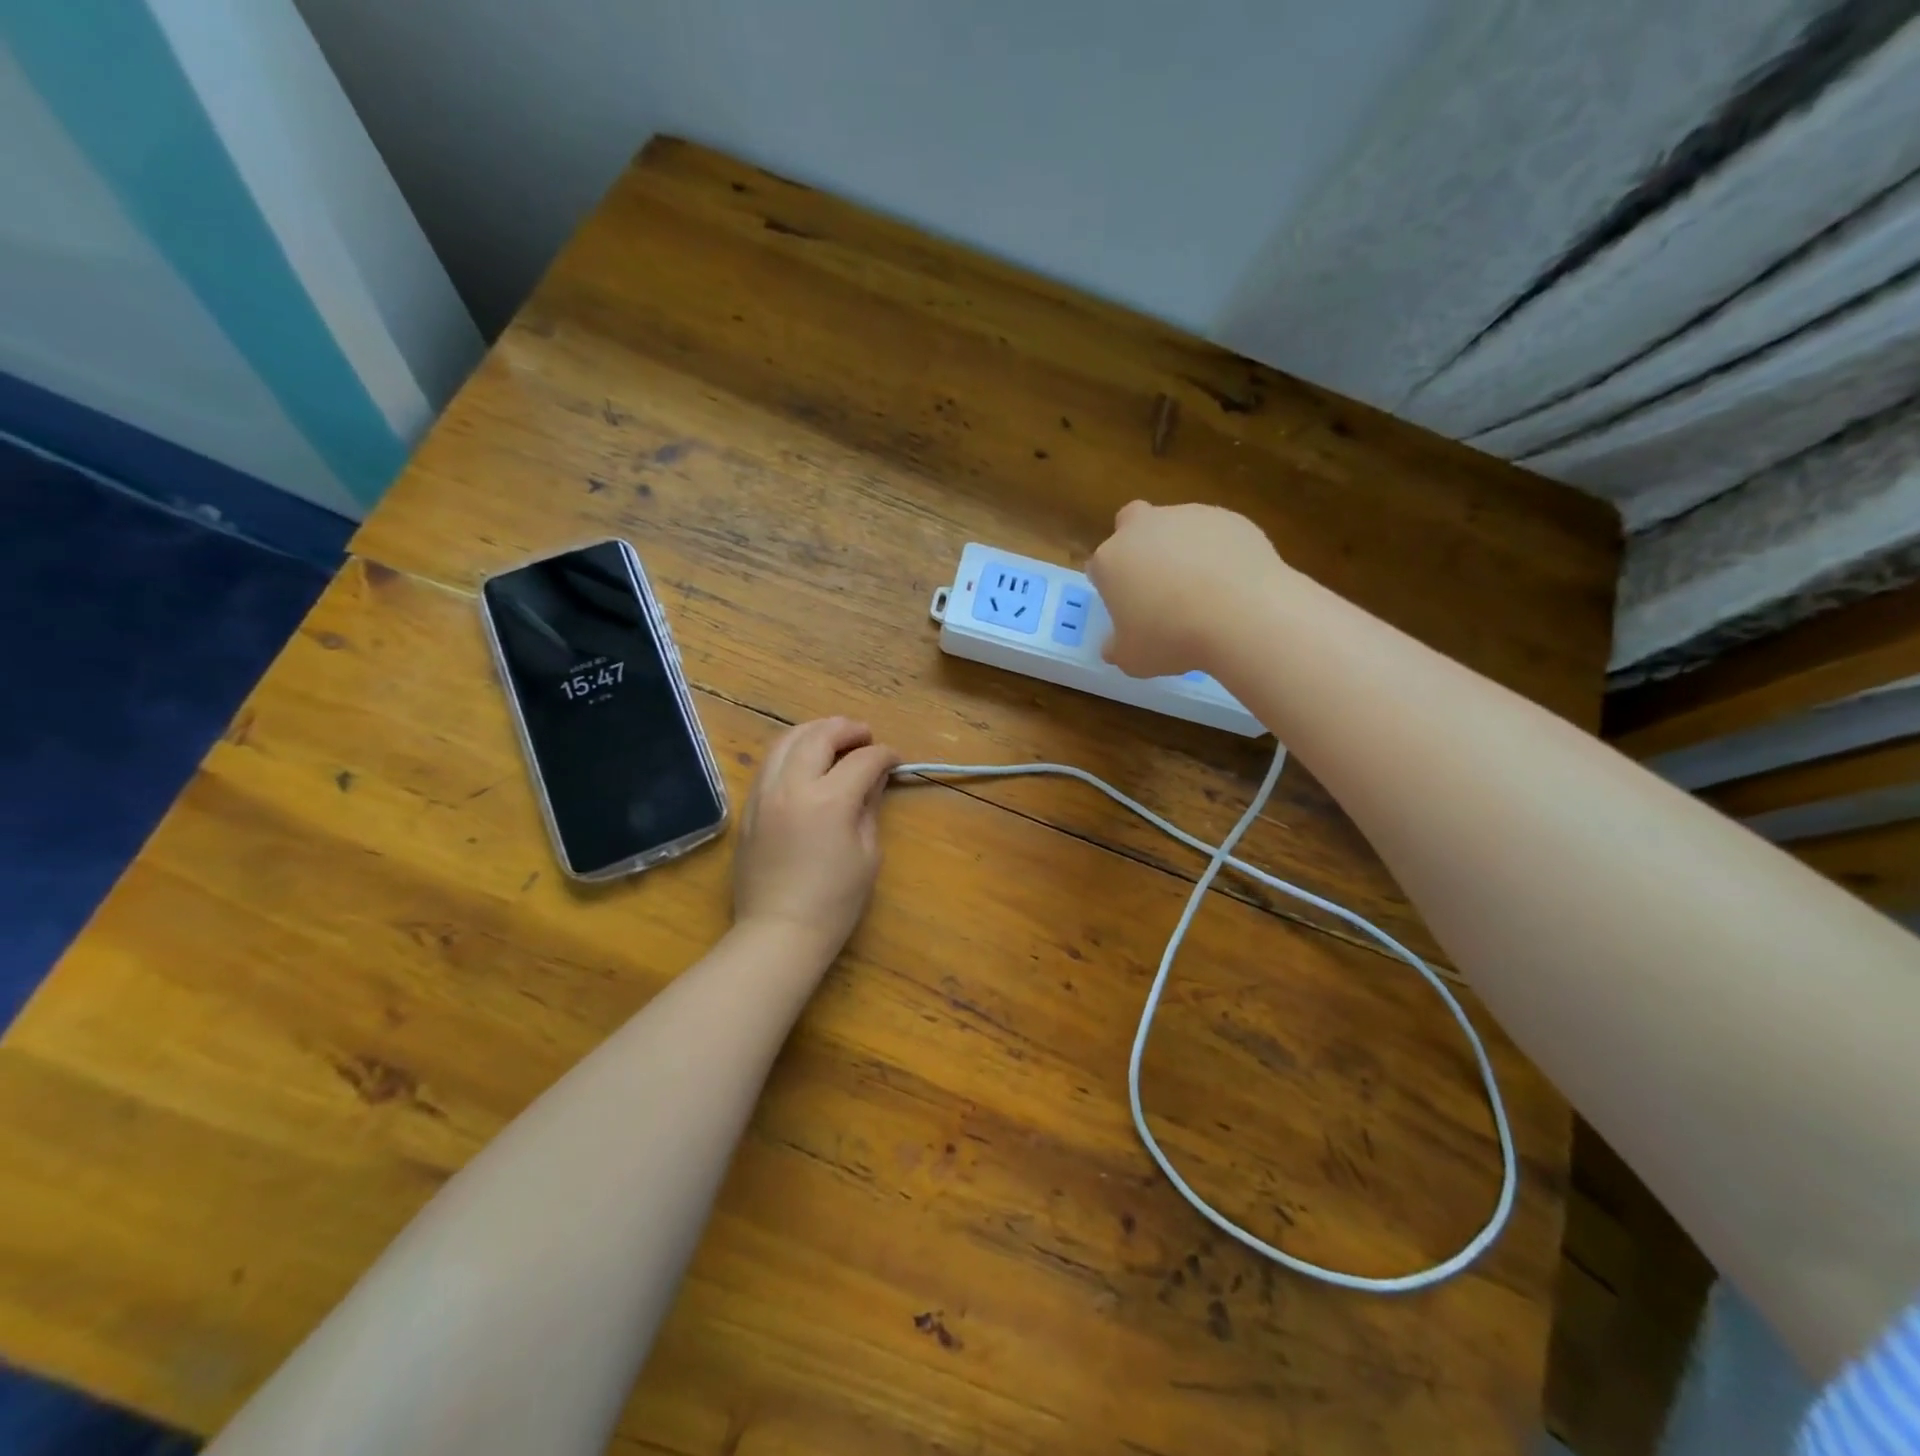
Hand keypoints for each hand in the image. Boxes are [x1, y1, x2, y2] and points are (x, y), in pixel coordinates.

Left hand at [733, 717, 899, 959]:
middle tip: (865, 735)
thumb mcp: (867, 853)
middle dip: (847, 729)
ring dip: (814, 732)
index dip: (884, 754)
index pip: (862, 760)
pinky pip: (769, 762)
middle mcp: (792, 787)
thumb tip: (875, 777)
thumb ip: (869, 805)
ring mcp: (764, 794)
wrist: (779, 932)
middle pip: (819, 736)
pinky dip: (791, 750)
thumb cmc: (834, 901)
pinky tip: (805, 760)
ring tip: (834, 738)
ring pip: (785, 740)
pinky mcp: (749, 807)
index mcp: (829, 801)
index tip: (895, 759)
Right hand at [1087, 501, 1285, 677]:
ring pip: (1177, 526)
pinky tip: (1232, 582)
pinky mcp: (1230, 517)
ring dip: (1182, 548)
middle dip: (1139, 545)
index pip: (1099, 566)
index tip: (1127, 607)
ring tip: (1203, 589)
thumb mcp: (1132, 659)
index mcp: (1111, 559)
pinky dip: (1219, 551)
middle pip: (1132, 524)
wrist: (1243, 616)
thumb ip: (1117, 648)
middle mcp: (1144, 528)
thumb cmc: (1172, 639)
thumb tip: (1114, 646)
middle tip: (1156, 583)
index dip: (1112, 586)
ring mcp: (1189, 517)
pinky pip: (1216, 533)